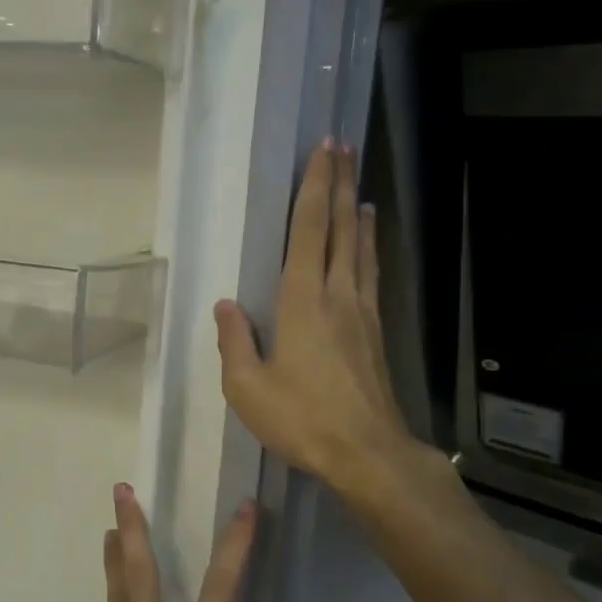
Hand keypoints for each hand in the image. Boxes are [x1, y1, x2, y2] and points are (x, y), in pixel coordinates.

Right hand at [214, 139, 414, 492]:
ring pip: (361, 250)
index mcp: (302, 301)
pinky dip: (369, 250)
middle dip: (340, 185)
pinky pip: (371, 276)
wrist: (366, 453)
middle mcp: (337, 295)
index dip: (315, 187)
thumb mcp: (247, 387)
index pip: (309, 230)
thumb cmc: (301, 419)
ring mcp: (362, 313)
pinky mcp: (375, 333)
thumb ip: (235, 342)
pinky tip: (368, 247)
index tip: (323, 151)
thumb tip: (226, 305)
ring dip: (357, 215)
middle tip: (343, 148)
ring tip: (358, 190)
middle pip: (341, 229)